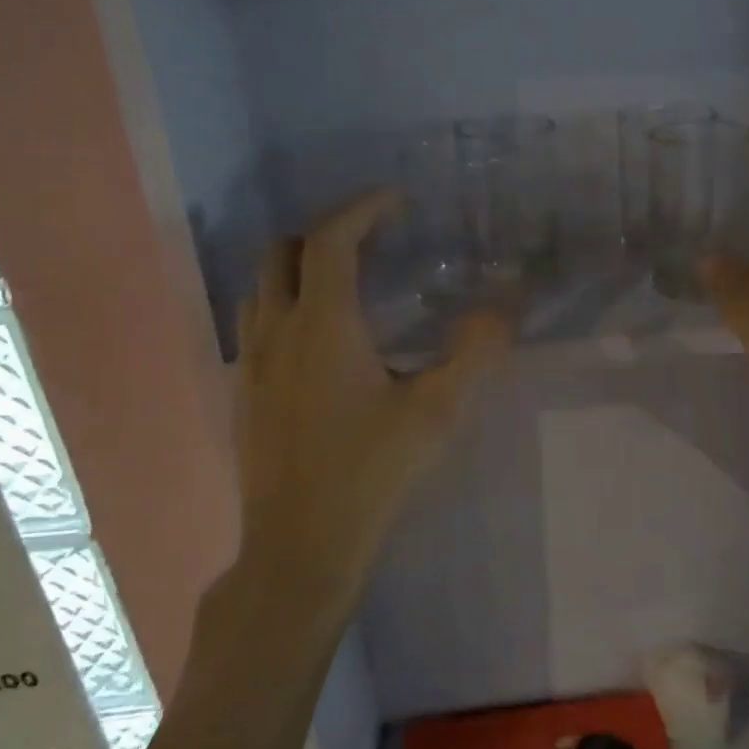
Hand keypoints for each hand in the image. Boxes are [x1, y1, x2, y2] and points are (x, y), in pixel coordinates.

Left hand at [221, 189, 510, 625]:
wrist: (300, 545)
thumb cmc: (371, 473)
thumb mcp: (436, 412)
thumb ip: (474, 352)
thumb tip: (506, 305)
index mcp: (322, 324)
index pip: (331, 240)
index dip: (363, 209)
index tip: (396, 202)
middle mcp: (276, 331)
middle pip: (282, 252)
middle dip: (325, 233)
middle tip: (371, 242)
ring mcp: (250, 364)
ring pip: (260, 288)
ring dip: (297, 269)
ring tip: (344, 285)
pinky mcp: (242, 395)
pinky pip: (255, 326)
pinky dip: (284, 307)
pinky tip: (317, 344)